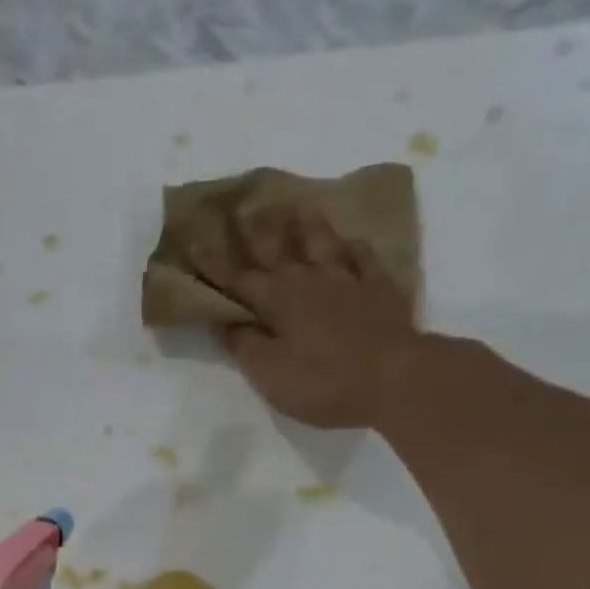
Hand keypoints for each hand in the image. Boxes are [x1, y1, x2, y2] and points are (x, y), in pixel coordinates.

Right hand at [187, 205, 420, 429]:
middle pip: (278, 249)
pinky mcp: (380, 289)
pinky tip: (350, 242)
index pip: (237, 278)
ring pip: (323, 243)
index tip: (194, 239)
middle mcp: (309, 279)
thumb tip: (224, 320)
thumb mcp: (269, 372)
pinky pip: (364, 258)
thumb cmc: (322, 381)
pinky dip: (353, 248)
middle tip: (244, 207)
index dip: (213, 262)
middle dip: (257, 231)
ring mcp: (348, 280)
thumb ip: (243, 344)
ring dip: (307, 226)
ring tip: (298, 209)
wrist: (395, 378)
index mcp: (277, 300)